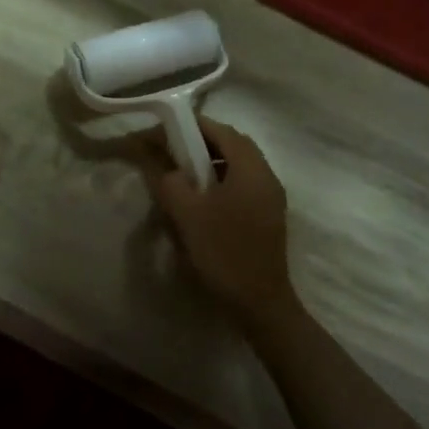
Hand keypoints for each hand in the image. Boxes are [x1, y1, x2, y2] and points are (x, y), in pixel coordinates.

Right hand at [145, 116, 296, 329]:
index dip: (189, 126)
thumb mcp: (187, 213)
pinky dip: (220, 180)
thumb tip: (157, 163)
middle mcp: (266, 175)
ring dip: (210, 162)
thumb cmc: (224, 252)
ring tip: (181, 174)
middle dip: (199, 142)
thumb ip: (168, 180)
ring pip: (237, 165)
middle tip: (170, 151)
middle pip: (231, 144)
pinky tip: (201, 200)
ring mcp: (270, 197)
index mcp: (251, 168)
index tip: (162, 131)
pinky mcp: (268, 216)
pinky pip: (242, 184)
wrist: (260, 303)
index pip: (219, 129)